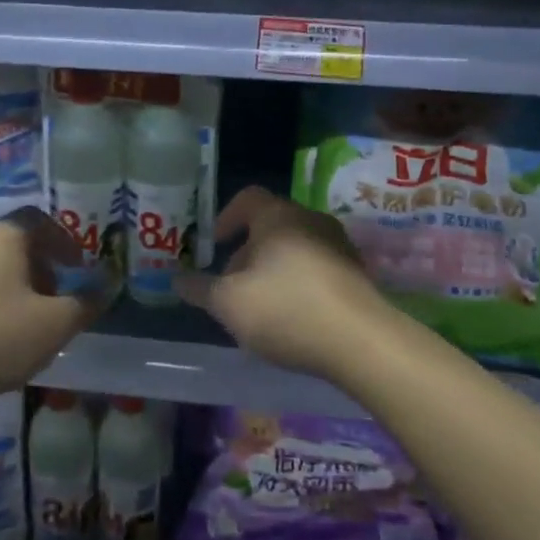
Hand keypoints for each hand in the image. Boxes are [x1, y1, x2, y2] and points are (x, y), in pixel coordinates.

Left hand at [0, 211, 98, 413]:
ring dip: (16, 288)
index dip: (65, 243)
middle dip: (42, 270)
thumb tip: (107, 284)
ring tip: (26, 325)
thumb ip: (84, 304)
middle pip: (17, 244)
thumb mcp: (51, 326)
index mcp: (5, 235)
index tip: (78, 270)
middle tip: (57, 303)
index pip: (42, 221)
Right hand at [175, 187, 397, 383]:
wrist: (362, 342)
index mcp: (278, 216)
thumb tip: (177, 280)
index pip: (247, 198)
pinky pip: (318, 269)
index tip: (214, 244)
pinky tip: (293, 318)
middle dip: (247, 253)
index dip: (226, 217)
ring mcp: (339, 247)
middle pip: (271, 226)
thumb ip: (201, 290)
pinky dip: (299, 284)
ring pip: (295, 249)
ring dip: (273, 270)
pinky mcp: (358, 275)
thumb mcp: (229, 303)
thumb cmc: (286, 309)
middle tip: (232, 285)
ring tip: (261, 307)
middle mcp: (311, 220)